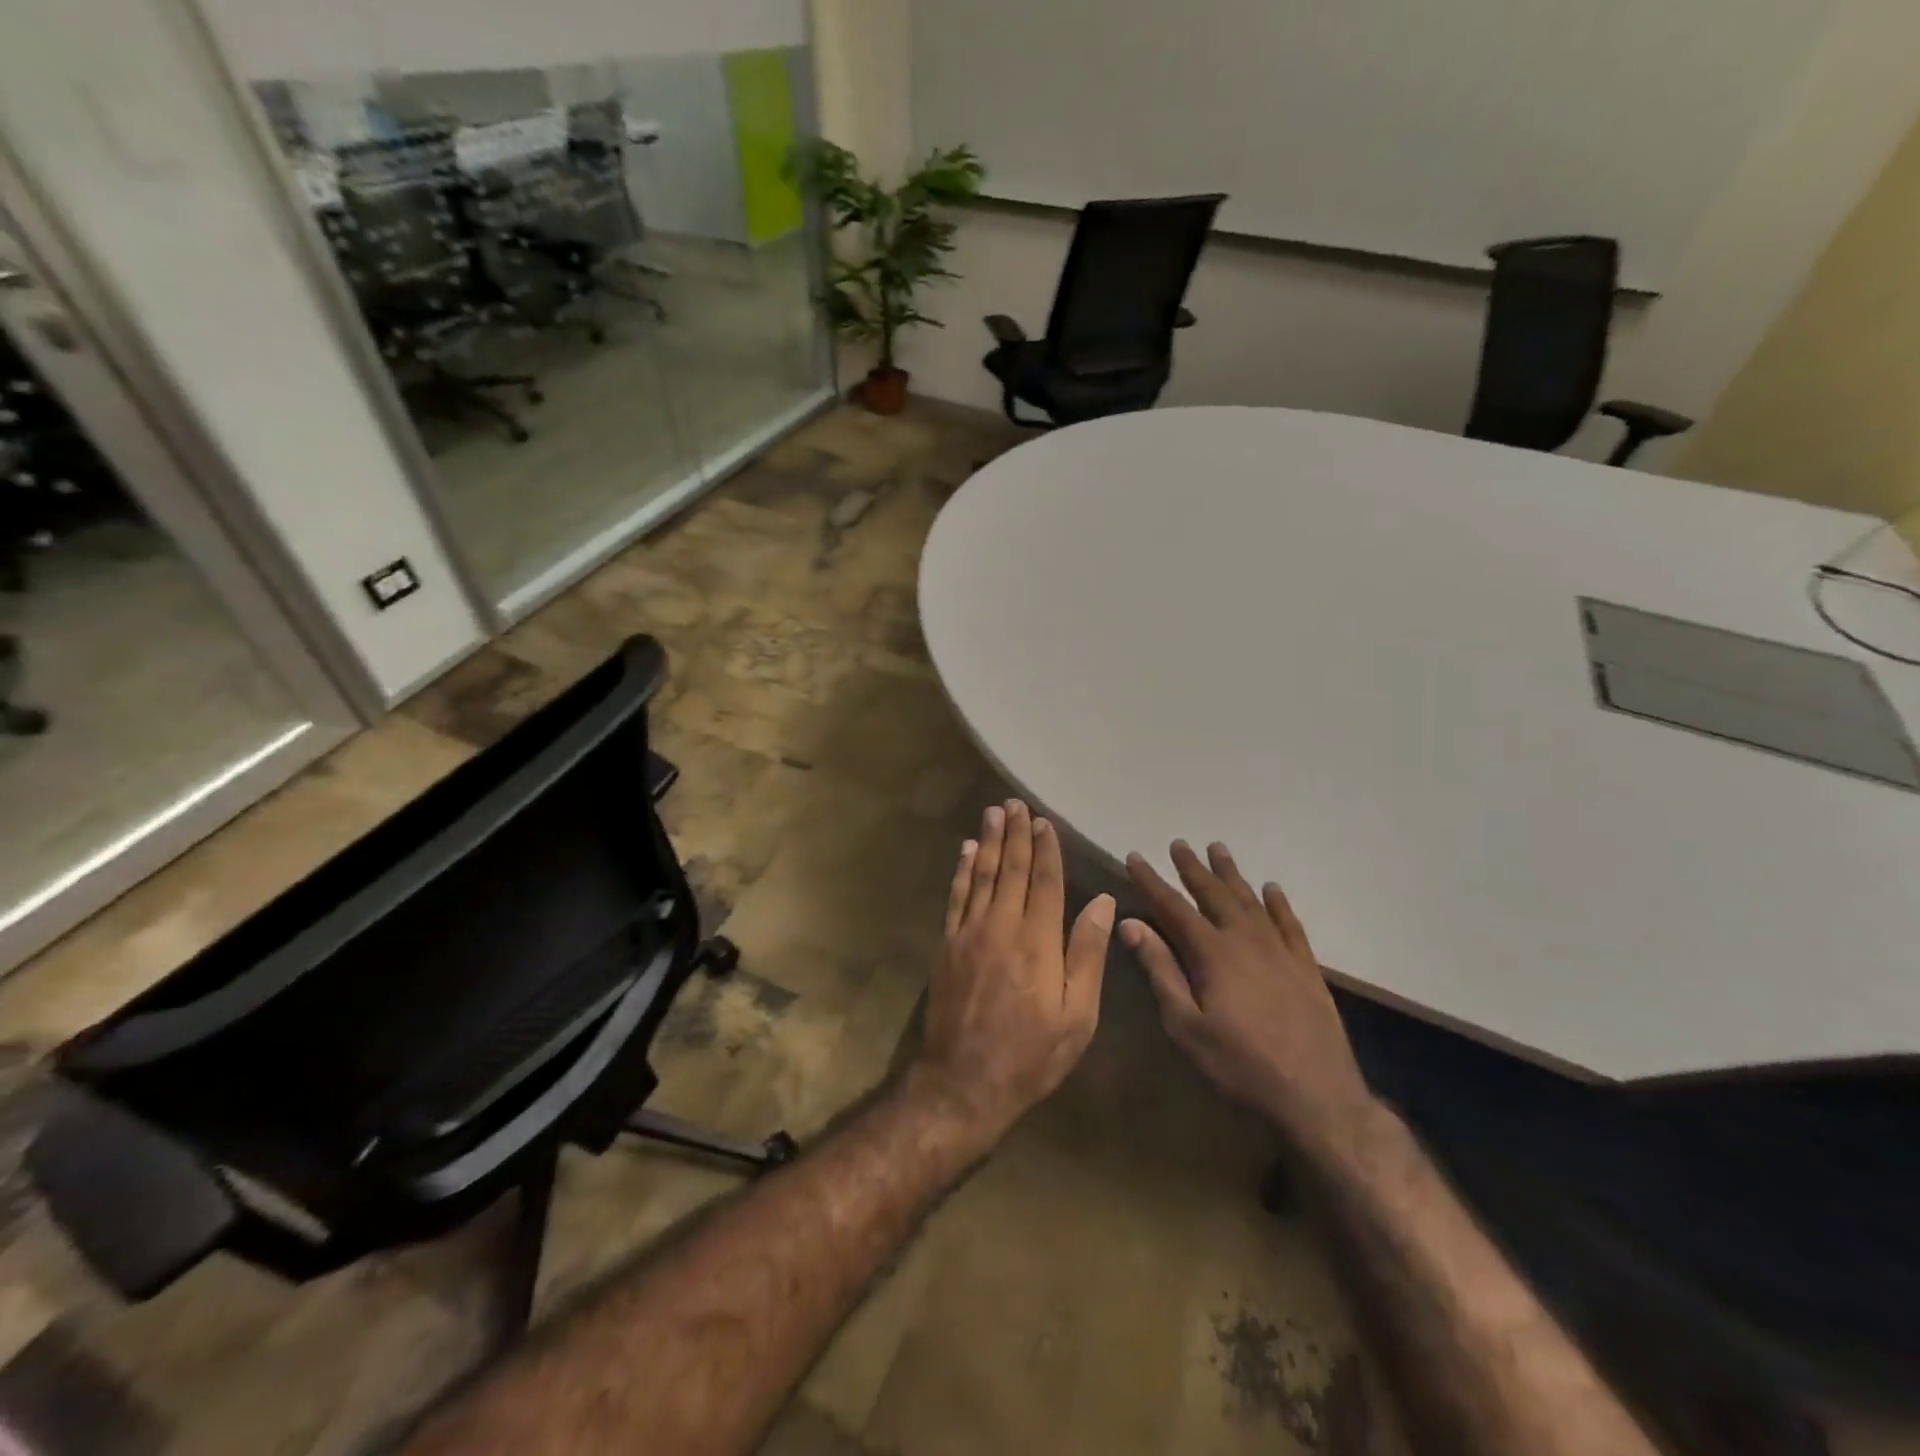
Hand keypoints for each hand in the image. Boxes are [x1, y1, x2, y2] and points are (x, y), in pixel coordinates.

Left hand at [911, 800, 1116, 1144]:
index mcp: (1038, 941)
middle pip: (1010, 869)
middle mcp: (1001, 926)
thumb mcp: (1077, 1015)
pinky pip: (956, 897)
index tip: (1046, 822)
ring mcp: (969, 933)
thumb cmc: (1031, 1054)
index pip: (1044, 881)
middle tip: (1016, 804)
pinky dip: (962, 870)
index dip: (1046, 849)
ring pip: (981, 875)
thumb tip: (1101, 902)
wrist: (964, 1082)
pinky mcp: (947, 945)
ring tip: (994, 812)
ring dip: (988, 841)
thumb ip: (1087, 954)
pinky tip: (966, 851)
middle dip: (1016, 834)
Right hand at [1123, 841, 1373, 1148]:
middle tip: (1179, 844)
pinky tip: (1272, 889)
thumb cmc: (1240, 1064)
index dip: (1151, 881)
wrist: (1317, 1096)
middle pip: (1214, 894)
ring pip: (1251, 901)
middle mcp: (1246, 940)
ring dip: (1231, 875)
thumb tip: (1130, 924)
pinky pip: (1289, 923)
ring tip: (1218, 850)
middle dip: (1193, 869)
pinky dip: (1278, 903)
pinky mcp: (1306, 967)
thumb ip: (1160, 970)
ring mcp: (1280, 951)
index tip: (1134, 857)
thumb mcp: (1186, 1025)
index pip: (1173, 907)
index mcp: (1212, 953)